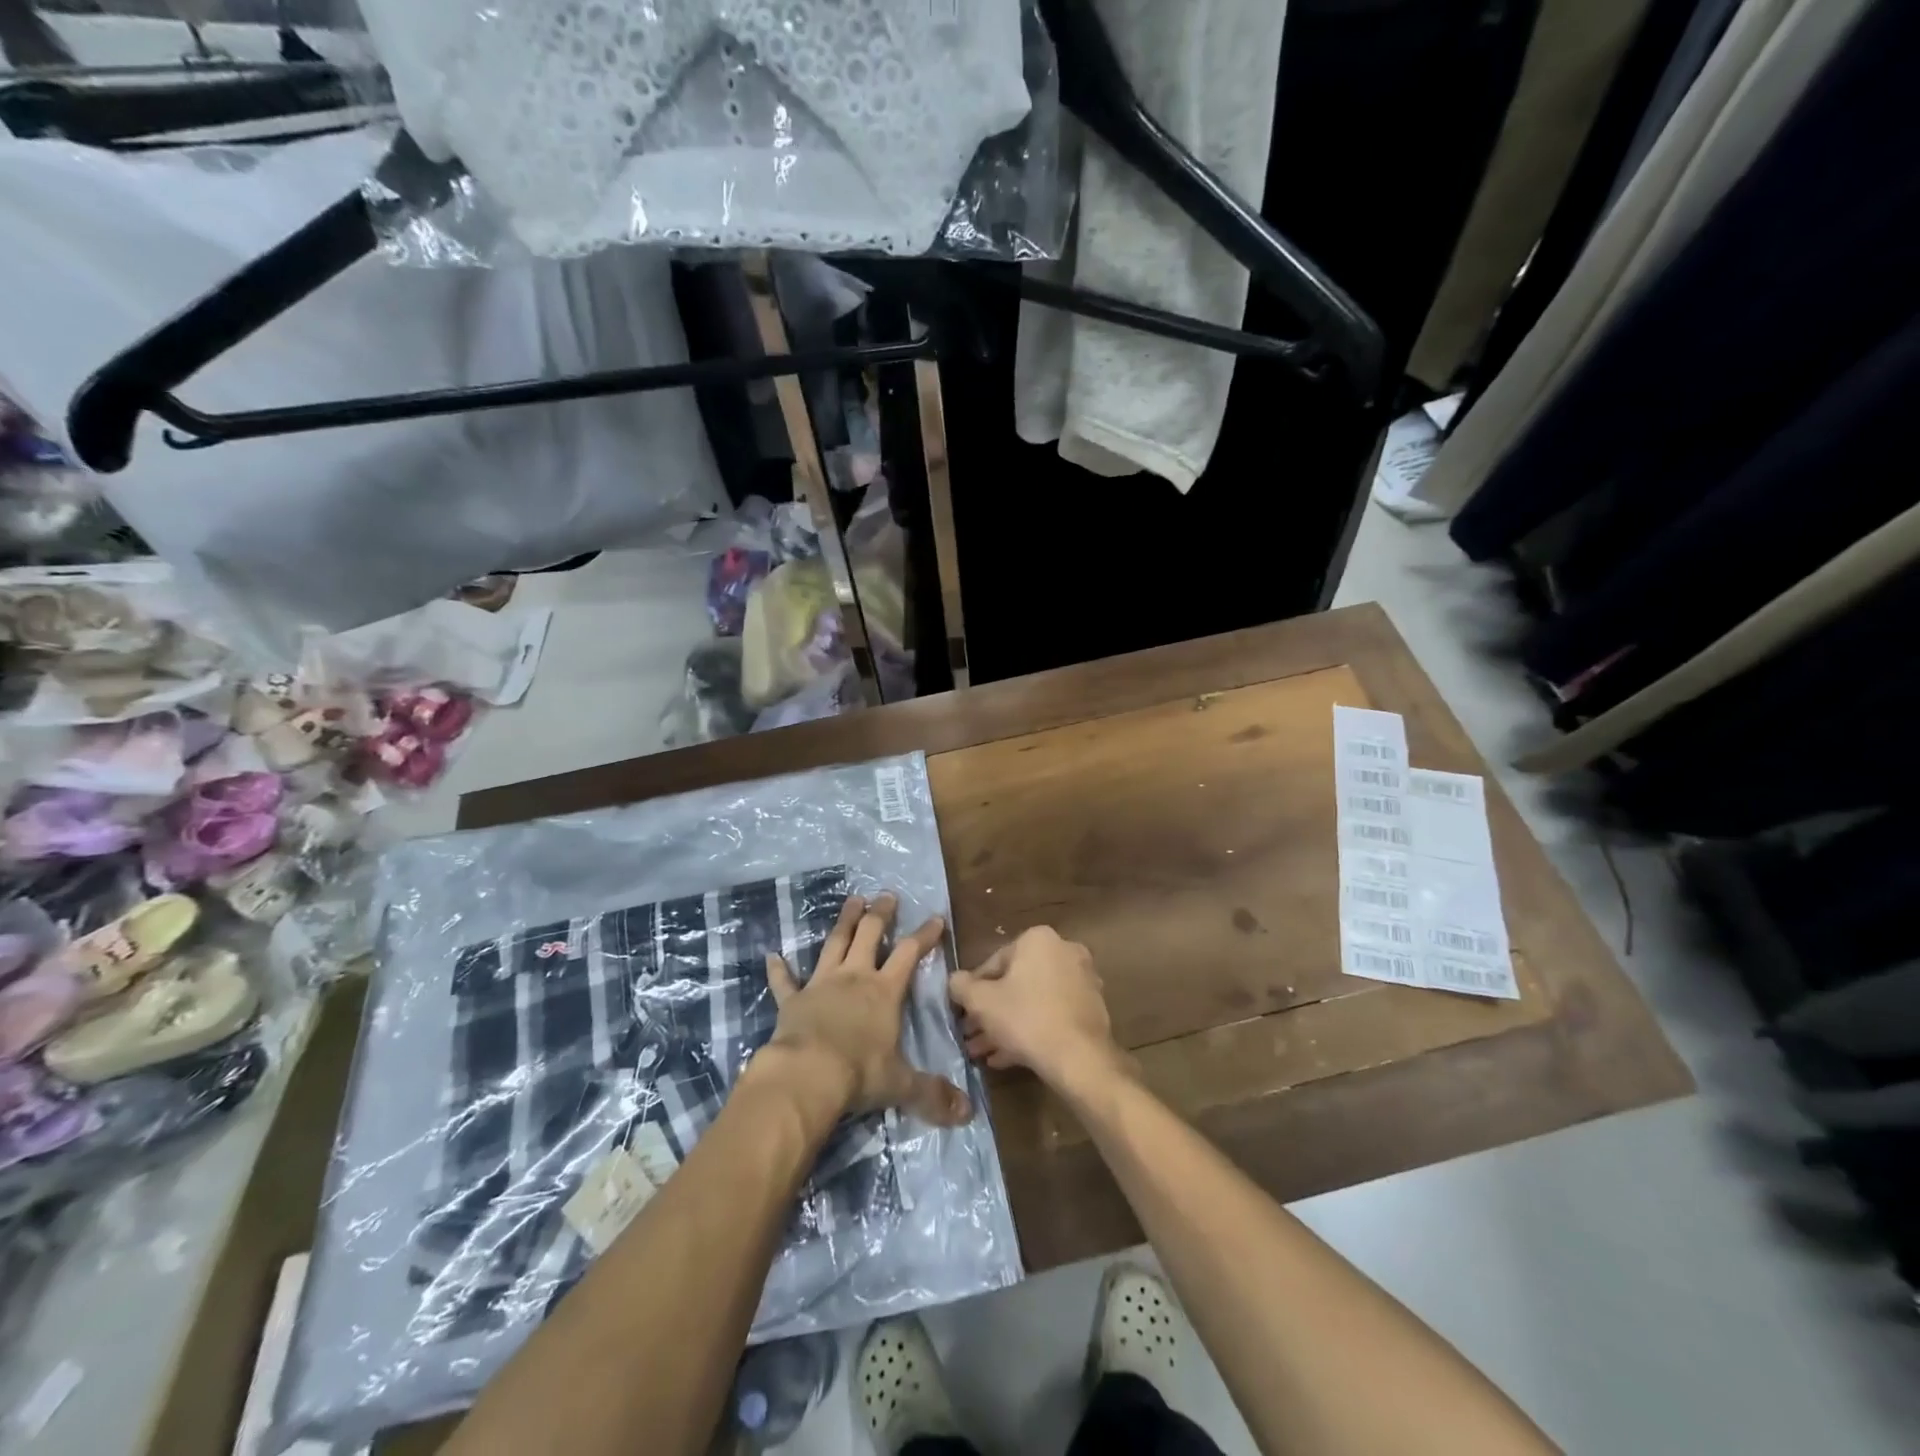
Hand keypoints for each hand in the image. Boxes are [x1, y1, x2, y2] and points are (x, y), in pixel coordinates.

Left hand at [762, 893, 971, 1127]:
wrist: (806, 1075)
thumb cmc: (859, 1074)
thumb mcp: (901, 1085)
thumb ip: (932, 1093)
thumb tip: (967, 1113)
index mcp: (884, 992)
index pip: (909, 954)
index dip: (924, 935)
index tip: (935, 918)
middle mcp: (854, 978)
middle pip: (869, 936)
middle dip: (880, 915)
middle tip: (886, 896)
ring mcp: (820, 985)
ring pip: (834, 944)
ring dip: (844, 922)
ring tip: (852, 900)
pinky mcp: (792, 1000)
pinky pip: (784, 981)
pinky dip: (779, 969)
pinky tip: (772, 956)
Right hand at [948, 927, 1129, 1095]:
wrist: (1079, 1058)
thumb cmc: (1025, 1018)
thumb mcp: (981, 1002)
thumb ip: (961, 986)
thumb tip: (954, 980)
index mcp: (1038, 939)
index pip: (994, 963)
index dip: (974, 991)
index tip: (963, 1013)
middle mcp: (1064, 951)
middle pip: (1015, 983)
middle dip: (991, 1011)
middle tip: (972, 1035)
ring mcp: (1081, 980)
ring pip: (1033, 1001)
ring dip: (1006, 1025)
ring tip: (983, 1052)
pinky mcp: (1091, 1008)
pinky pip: (1052, 1015)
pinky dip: (1030, 1030)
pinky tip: (1006, 1057)